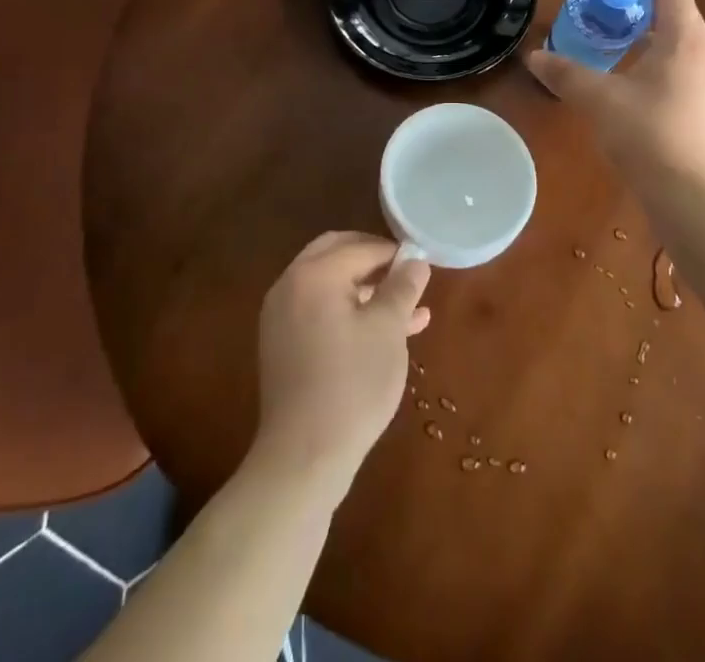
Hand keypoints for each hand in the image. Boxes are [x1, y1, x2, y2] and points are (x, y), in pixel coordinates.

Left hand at [254, 232, 431, 494]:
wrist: (303, 458)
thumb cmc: (352, 385)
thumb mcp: (388, 331)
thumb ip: (402, 288)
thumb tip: (416, 261)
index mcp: (313, 274)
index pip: (361, 247)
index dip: (395, 253)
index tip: (423, 264)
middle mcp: (290, 285)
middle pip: (336, 255)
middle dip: (374, 262)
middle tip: (407, 274)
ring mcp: (281, 316)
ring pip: (330, 286)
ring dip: (367, 290)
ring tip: (411, 309)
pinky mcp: (282, 345)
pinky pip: (320, 312)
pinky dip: (349, 313)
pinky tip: (385, 333)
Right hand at [526, 0, 704, 193]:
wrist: (694, 200)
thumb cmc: (648, 136)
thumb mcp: (598, 100)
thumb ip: (565, 74)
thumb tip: (533, 57)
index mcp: (686, 42)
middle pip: (678, 17)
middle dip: (642, 8)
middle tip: (606, 13)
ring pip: (683, 49)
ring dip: (651, 40)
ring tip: (616, 47)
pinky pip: (686, 75)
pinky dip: (660, 68)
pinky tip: (635, 90)